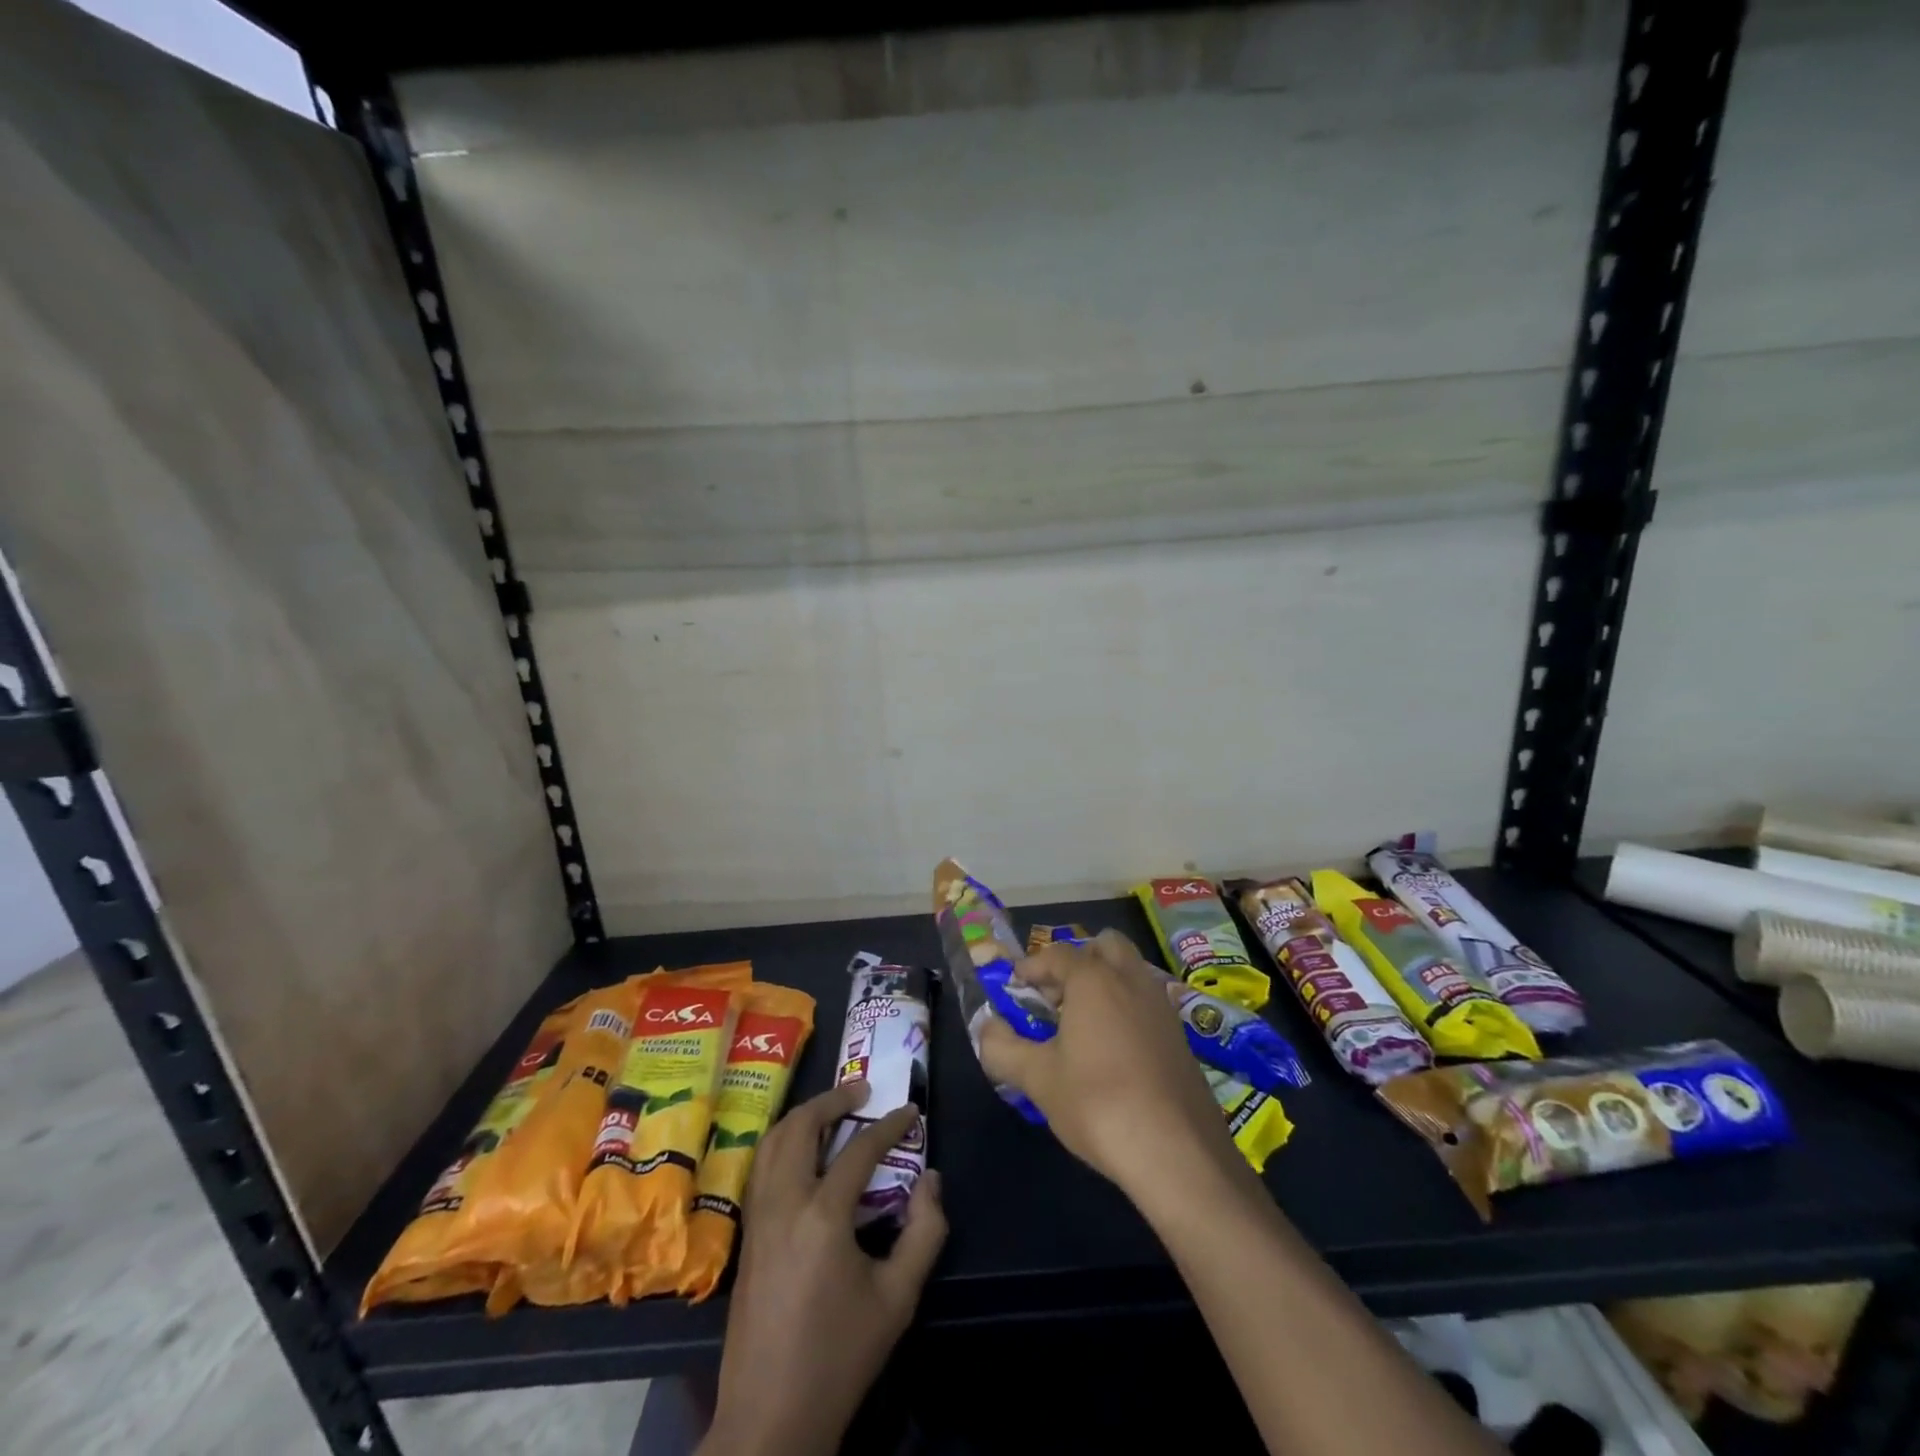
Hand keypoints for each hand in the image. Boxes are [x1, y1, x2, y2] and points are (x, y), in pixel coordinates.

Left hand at [702, 1082, 946, 1455]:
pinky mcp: (747, 1235)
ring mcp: (758, 1217)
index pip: (860, 1149)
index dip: (890, 1125)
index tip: (911, 1111)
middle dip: (832, 1100)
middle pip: (800, 1127)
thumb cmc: (839, 1356)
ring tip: (832, 1111)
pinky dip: (783, 1143)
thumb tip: (931, 1179)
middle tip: (862, 1091)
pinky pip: (761, 1167)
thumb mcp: (898, 1298)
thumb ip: (924, 1232)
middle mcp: (784, 1203)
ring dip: (803, 1117)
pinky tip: (803, 1153)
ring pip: (773, 1142)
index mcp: (823, 1216)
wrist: (770, 1418)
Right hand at [977, 931, 1246, 1206]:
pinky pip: (1148, 1003)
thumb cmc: (1098, 1104)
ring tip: (1083, 1024)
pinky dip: (1127, 1009)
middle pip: (1105, 946)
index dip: (1032, 966)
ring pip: (1131, 972)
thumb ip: (1003, 1049)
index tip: (1016, 985)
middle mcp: (1131, 980)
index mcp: (1093, 980)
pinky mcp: (1182, 1037)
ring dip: (1106, 983)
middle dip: (1078, 960)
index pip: (1057, 954)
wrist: (1179, 1153)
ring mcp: (1162, 1007)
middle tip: (1057, 995)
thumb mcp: (1038, 1079)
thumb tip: (987, 1029)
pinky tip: (1114, 1051)